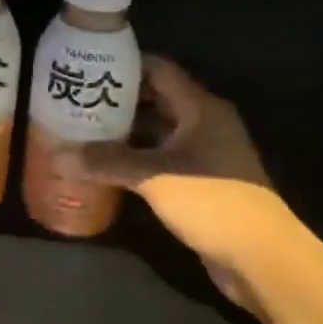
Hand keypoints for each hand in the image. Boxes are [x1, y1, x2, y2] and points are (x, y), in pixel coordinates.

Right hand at [84, 58, 295, 314]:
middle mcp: (204, 123)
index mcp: (201, 107)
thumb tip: (59, 155)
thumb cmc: (212, 202)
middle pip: (157, 99)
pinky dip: (137, 159)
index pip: (159, 70)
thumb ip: (107, 163)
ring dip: (126, 132)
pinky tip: (107, 166)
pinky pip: (163, 159)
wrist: (263, 259)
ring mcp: (205, 155)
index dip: (125, 65)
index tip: (88, 66)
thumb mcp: (154, 177)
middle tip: (77, 99)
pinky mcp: (202, 183)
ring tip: (84, 130)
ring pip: (158, 132)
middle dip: (119, 99)